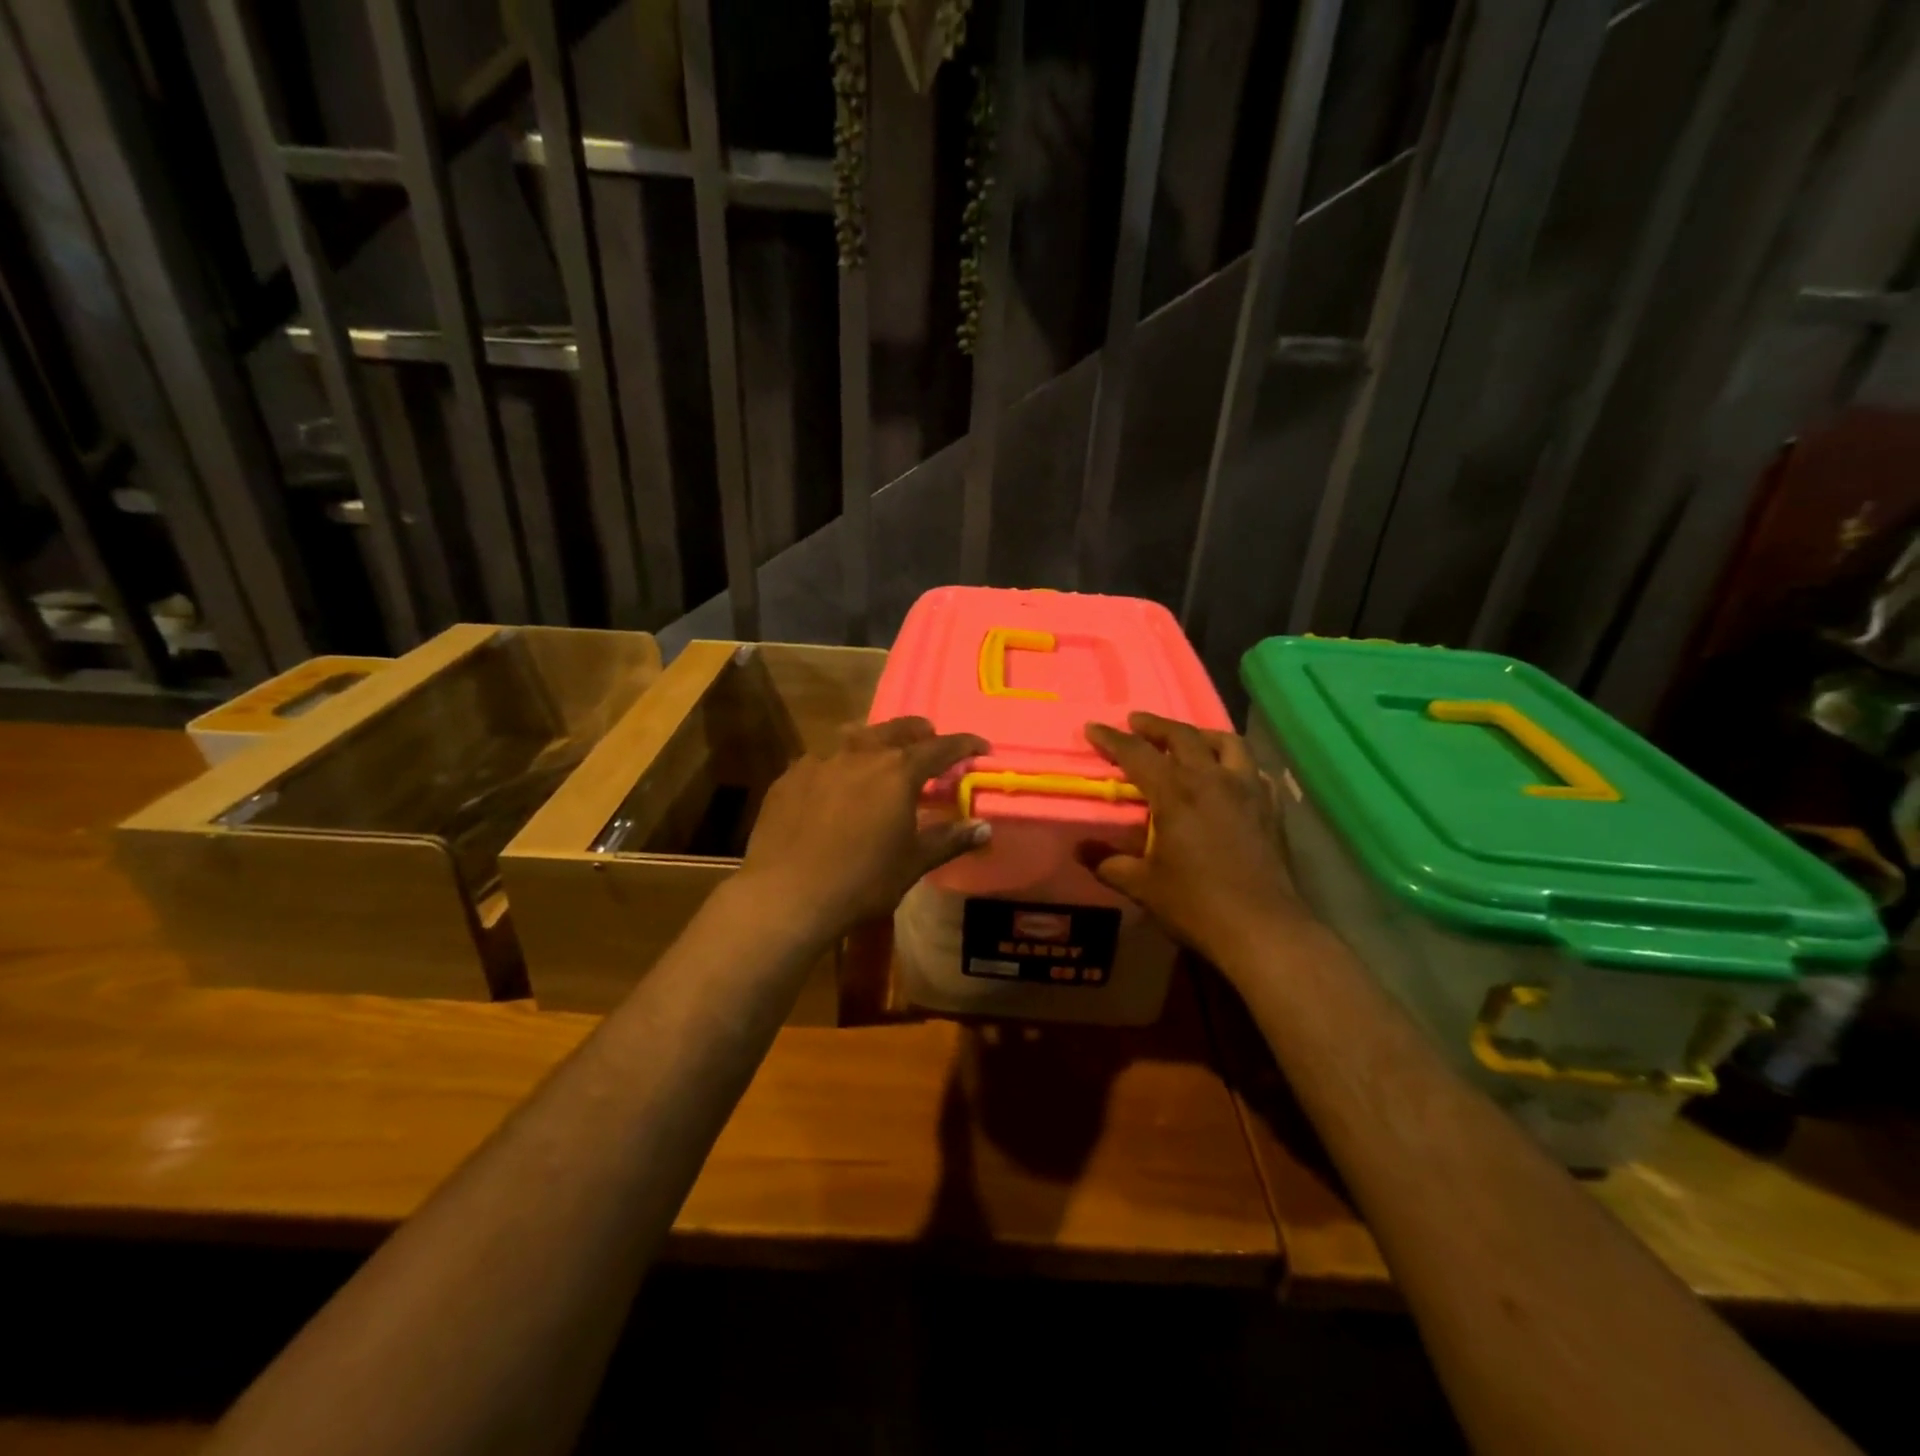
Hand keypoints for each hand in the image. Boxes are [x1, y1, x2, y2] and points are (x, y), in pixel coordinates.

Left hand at [735, 717, 990, 947]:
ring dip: (877, 740)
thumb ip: (950, 839)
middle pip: (898, 729)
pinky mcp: (790, 775)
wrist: (787, 895)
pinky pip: (822, 758)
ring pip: (856, 736)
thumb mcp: (913, 863)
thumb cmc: (862, 881)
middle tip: (931, 743)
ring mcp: (820, 760)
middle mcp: (860, 753)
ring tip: (883, 755)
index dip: (964, 744)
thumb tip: (985, 827)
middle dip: (920, 733)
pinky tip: (836, 784)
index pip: (940, 747)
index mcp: (898, 771)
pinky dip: (840, 763)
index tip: (980, 747)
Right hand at [1081, 712, 1305, 969]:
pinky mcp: (1271, 808)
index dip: (1112, 739)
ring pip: (1227, 743)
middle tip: (1136, 722)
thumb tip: (1080, 849)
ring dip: (1201, 735)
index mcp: (1176, 793)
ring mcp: (1248, 790)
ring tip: (1188, 739)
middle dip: (1155, 725)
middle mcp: (1212, 780)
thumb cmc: (1196, 904)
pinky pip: (1254, 770)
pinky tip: (1229, 776)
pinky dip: (1235, 763)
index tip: (1093, 727)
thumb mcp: (1142, 885)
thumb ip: (1108, 862)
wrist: (1263, 928)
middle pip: (1183, 736)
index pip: (1137, 753)